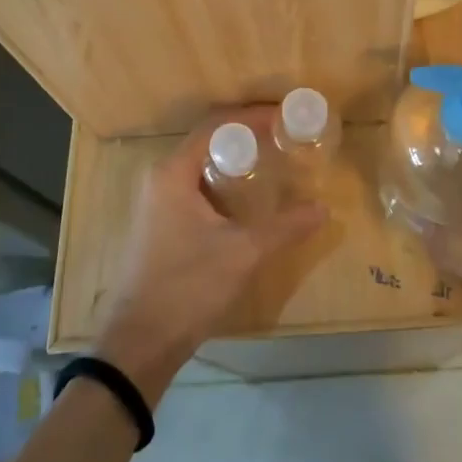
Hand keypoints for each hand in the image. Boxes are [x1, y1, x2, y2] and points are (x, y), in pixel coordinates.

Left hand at [95, 106, 325, 403]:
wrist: (138, 345)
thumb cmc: (187, 287)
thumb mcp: (243, 253)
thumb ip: (285, 227)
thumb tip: (323, 208)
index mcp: (173, 172)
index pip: (216, 125)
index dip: (252, 117)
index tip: (285, 117)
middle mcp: (160, 178)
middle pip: (208, 142)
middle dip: (247, 137)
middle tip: (284, 140)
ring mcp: (156, 202)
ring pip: (201, 167)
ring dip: (235, 162)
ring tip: (272, 165)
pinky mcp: (159, 224)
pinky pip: (195, 188)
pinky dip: (222, 184)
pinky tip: (247, 201)